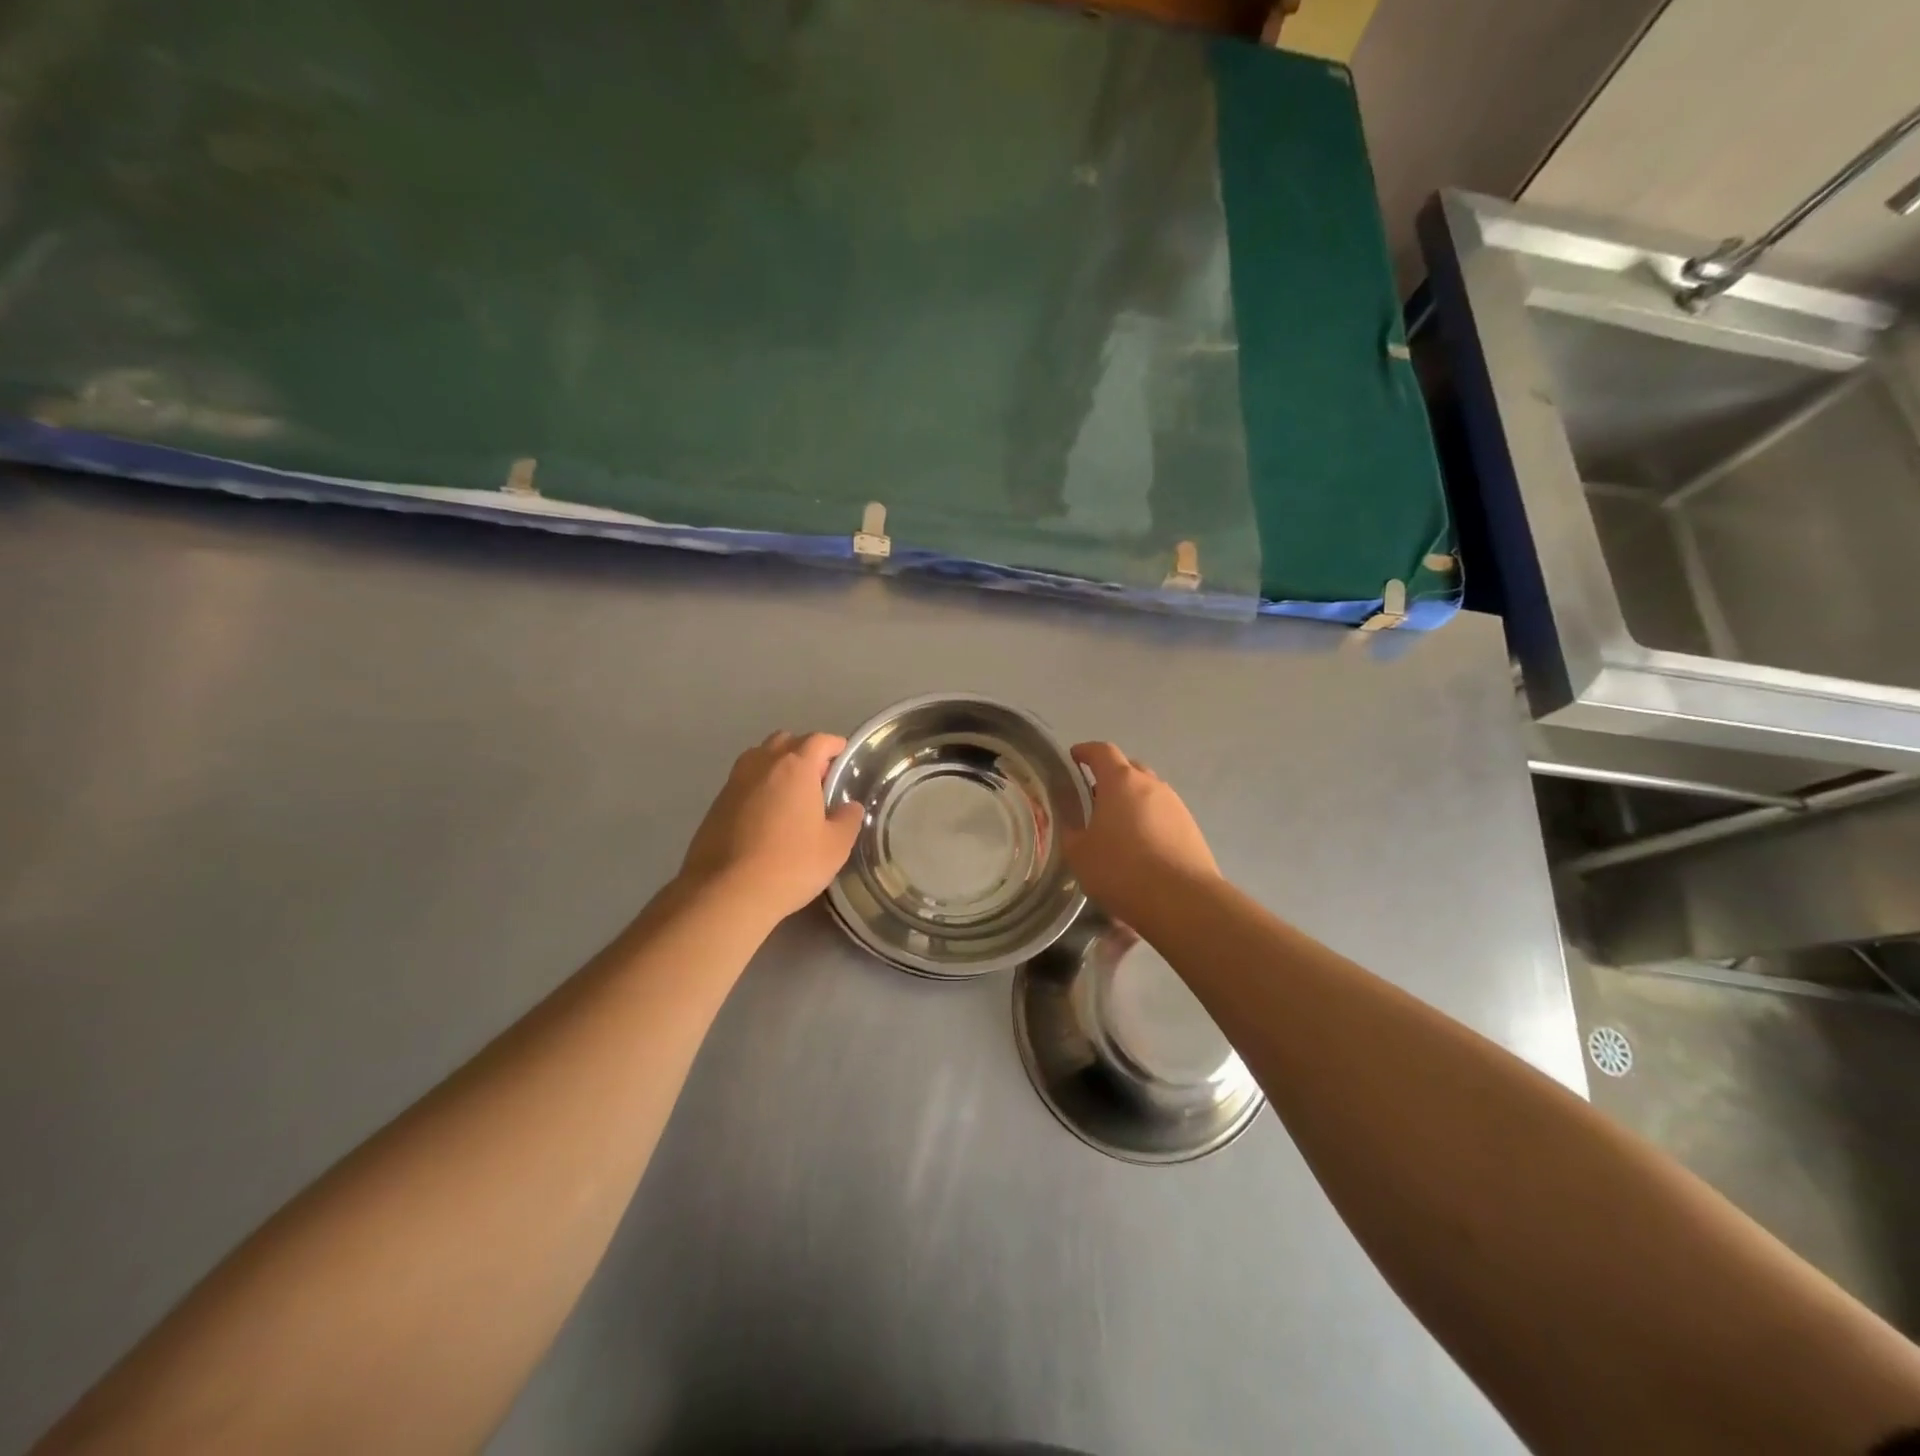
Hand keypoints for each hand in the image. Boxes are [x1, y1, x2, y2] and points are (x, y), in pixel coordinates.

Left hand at [679, 731, 863, 923]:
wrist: (725, 892)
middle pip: (785, 741)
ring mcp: (734, 782)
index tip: (843, 755)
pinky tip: (766, 815)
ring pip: (759, 758)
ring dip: (777, 766)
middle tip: (818, 778)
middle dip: (804, 751)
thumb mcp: (834, 847)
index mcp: (795, 767)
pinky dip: (758, 787)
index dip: (834, 744)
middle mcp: (762, 764)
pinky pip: (743, 781)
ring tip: (791, 794)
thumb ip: (847, 820)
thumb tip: (850, 807)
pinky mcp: (716, 803)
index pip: (818, 740)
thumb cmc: (790, 865)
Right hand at [1062, 741, 1218, 918]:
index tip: (1074, 758)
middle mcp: (1151, 785)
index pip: (1102, 751)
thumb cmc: (1121, 870)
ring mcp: (1176, 805)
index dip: (1085, 751)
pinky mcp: (1191, 828)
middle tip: (1093, 799)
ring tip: (1117, 828)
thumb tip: (1072, 817)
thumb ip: (1071, 828)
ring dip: (1131, 801)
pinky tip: (1141, 848)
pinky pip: (1163, 814)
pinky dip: (1149, 821)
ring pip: (1148, 792)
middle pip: (1129, 768)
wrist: (1182, 901)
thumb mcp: (1079, 852)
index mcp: (1120, 781)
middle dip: (1110, 777)